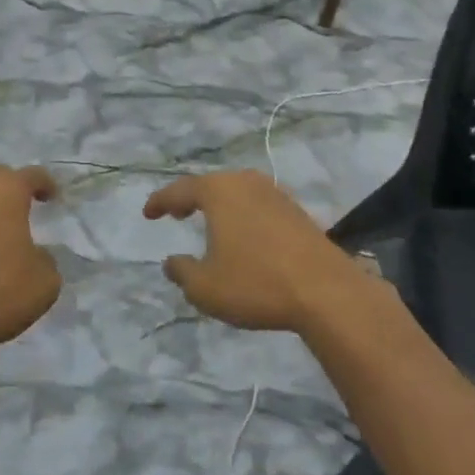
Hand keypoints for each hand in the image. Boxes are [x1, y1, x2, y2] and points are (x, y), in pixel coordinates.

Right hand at [144, 170, 368, 333]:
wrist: (327, 292)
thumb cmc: (257, 283)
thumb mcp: (206, 288)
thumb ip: (182, 272)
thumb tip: (171, 262)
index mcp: (218, 191)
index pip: (179, 190)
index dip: (160, 202)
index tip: (148, 213)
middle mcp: (245, 182)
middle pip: (210, 185)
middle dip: (191, 198)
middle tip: (177, 213)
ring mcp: (275, 193)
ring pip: (236, 192)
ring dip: (219, 205)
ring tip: (208, 223)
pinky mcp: (296, 210)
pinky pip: (257, 204)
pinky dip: (242, 214)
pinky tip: (243, 234)